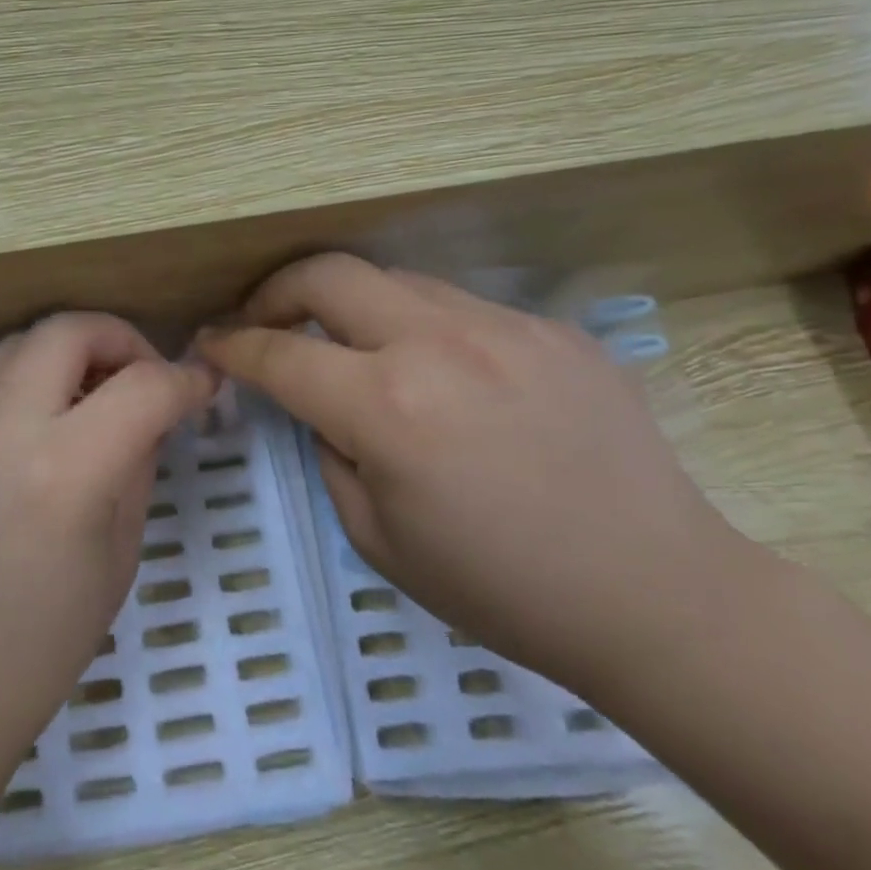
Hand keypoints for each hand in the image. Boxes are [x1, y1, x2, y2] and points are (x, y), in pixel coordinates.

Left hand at [0, 313, 217, 781]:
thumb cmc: (41, 647)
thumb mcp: (118, 558)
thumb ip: (137, 467)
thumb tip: (152, 415)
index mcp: (64, 470)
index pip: (142, 386)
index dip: (186, 381)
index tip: (205, 388)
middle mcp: (4, 428)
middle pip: (69, 329)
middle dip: (122, 339)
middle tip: (145, 379)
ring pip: (24, 341)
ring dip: (71, 350)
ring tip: (96, 395)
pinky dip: (33, 376)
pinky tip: (48, 423)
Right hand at [197, 254, 749, 690]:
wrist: (660, 596)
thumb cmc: (501, 589)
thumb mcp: (375, 538)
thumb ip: (329, 451)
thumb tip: (321, 405)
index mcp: (388, 407)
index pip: (280, 352)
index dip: (232, 344)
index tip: (209, 343)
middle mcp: (440, 344)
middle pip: (328, 274)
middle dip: (276, 291)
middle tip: (264, 322)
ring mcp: (504, 326)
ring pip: (394, 281)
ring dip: (351, 306)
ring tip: (350, 347)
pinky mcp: (551, 328)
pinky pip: (459, 307)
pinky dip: (421, 327)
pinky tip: (440, 374)